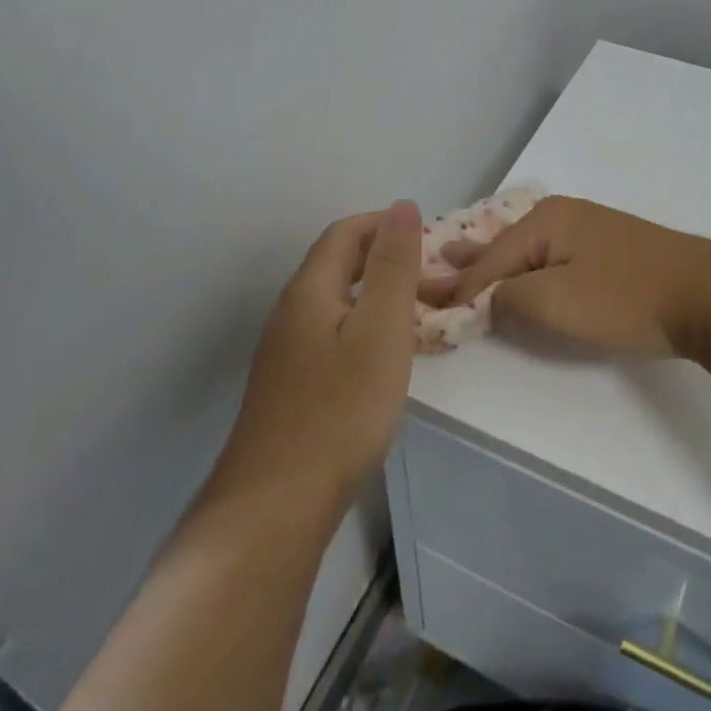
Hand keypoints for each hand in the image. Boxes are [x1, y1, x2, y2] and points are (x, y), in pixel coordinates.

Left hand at [217, 200, 422, 508]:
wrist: (276, 504)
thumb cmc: (339, 410)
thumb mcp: (380, 330)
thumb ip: (393, 266)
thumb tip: (402, 206)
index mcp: (309, 290)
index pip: (345, 233)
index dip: (386, 225)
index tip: (430, 239)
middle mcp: (290, 312)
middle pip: (338, 265)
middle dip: (386, 259)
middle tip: (434, 279)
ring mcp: (285, 351)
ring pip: (336, 302)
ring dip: (378, 296)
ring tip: (420, 315)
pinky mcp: (290, 386)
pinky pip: (332, 335)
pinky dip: (365, 328)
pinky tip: (385, 358)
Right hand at [422, 196, 710, 358]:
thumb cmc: (627, 297)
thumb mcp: (556, 300)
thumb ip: (509, 297)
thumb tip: (488, 297)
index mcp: (546, 220)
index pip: (489, 259)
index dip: (457, 289)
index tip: (424, 308)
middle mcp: (563, 216)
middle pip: (503, 245)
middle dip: (468, 263)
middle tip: (429, 268)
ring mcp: (589, 231)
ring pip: (527, 251)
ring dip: (495, 264)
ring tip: (459, 260)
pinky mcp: (610, 251)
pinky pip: (552, 259)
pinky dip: (526, 270)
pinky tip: (520, 273)